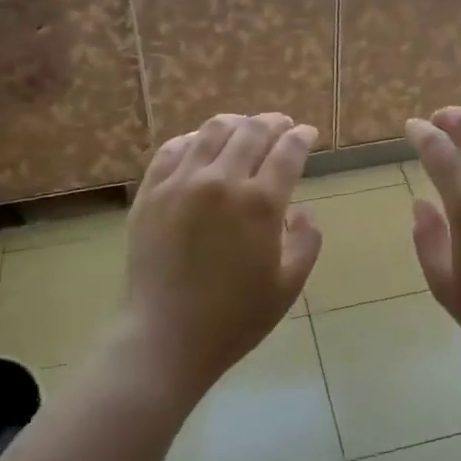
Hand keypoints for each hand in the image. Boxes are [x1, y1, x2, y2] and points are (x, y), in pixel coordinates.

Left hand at [122, 112, 322, 401]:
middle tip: (282, 125)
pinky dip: (193, 139)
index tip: (308, 134)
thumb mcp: (288, 285)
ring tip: (245, 127)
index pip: (288, 152)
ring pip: (212, 131)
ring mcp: (181, 183)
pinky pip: (173, 149)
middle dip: (273, 122)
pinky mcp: (151, 192)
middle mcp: (222, 182)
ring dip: (236, 123)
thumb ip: (306, 241)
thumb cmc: (234, 318)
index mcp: (260, 204)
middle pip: (252, 132)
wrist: (165, 338)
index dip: (302, 137)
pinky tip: (201, 144)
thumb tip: (299, 210)